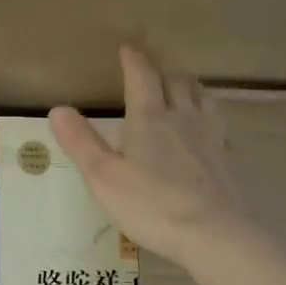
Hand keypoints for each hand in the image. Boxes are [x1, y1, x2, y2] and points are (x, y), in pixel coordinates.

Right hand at [49, 45, 247, 267]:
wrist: (214, 235)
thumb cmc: (151, 204)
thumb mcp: (103, 176)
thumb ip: (81, 142)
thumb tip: (58, 109)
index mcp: (149, 118)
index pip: (142, 77)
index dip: (133, 60)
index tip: (127, 49)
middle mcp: (182, 119)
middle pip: (177, 82)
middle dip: (162, 73)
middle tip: (151, 75)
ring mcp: (210, 138)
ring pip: (203, 99)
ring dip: (189, 90)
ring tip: (181, 93)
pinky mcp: (227, 160)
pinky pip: (219, 127)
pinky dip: (209, 119)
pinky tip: (206, 133)